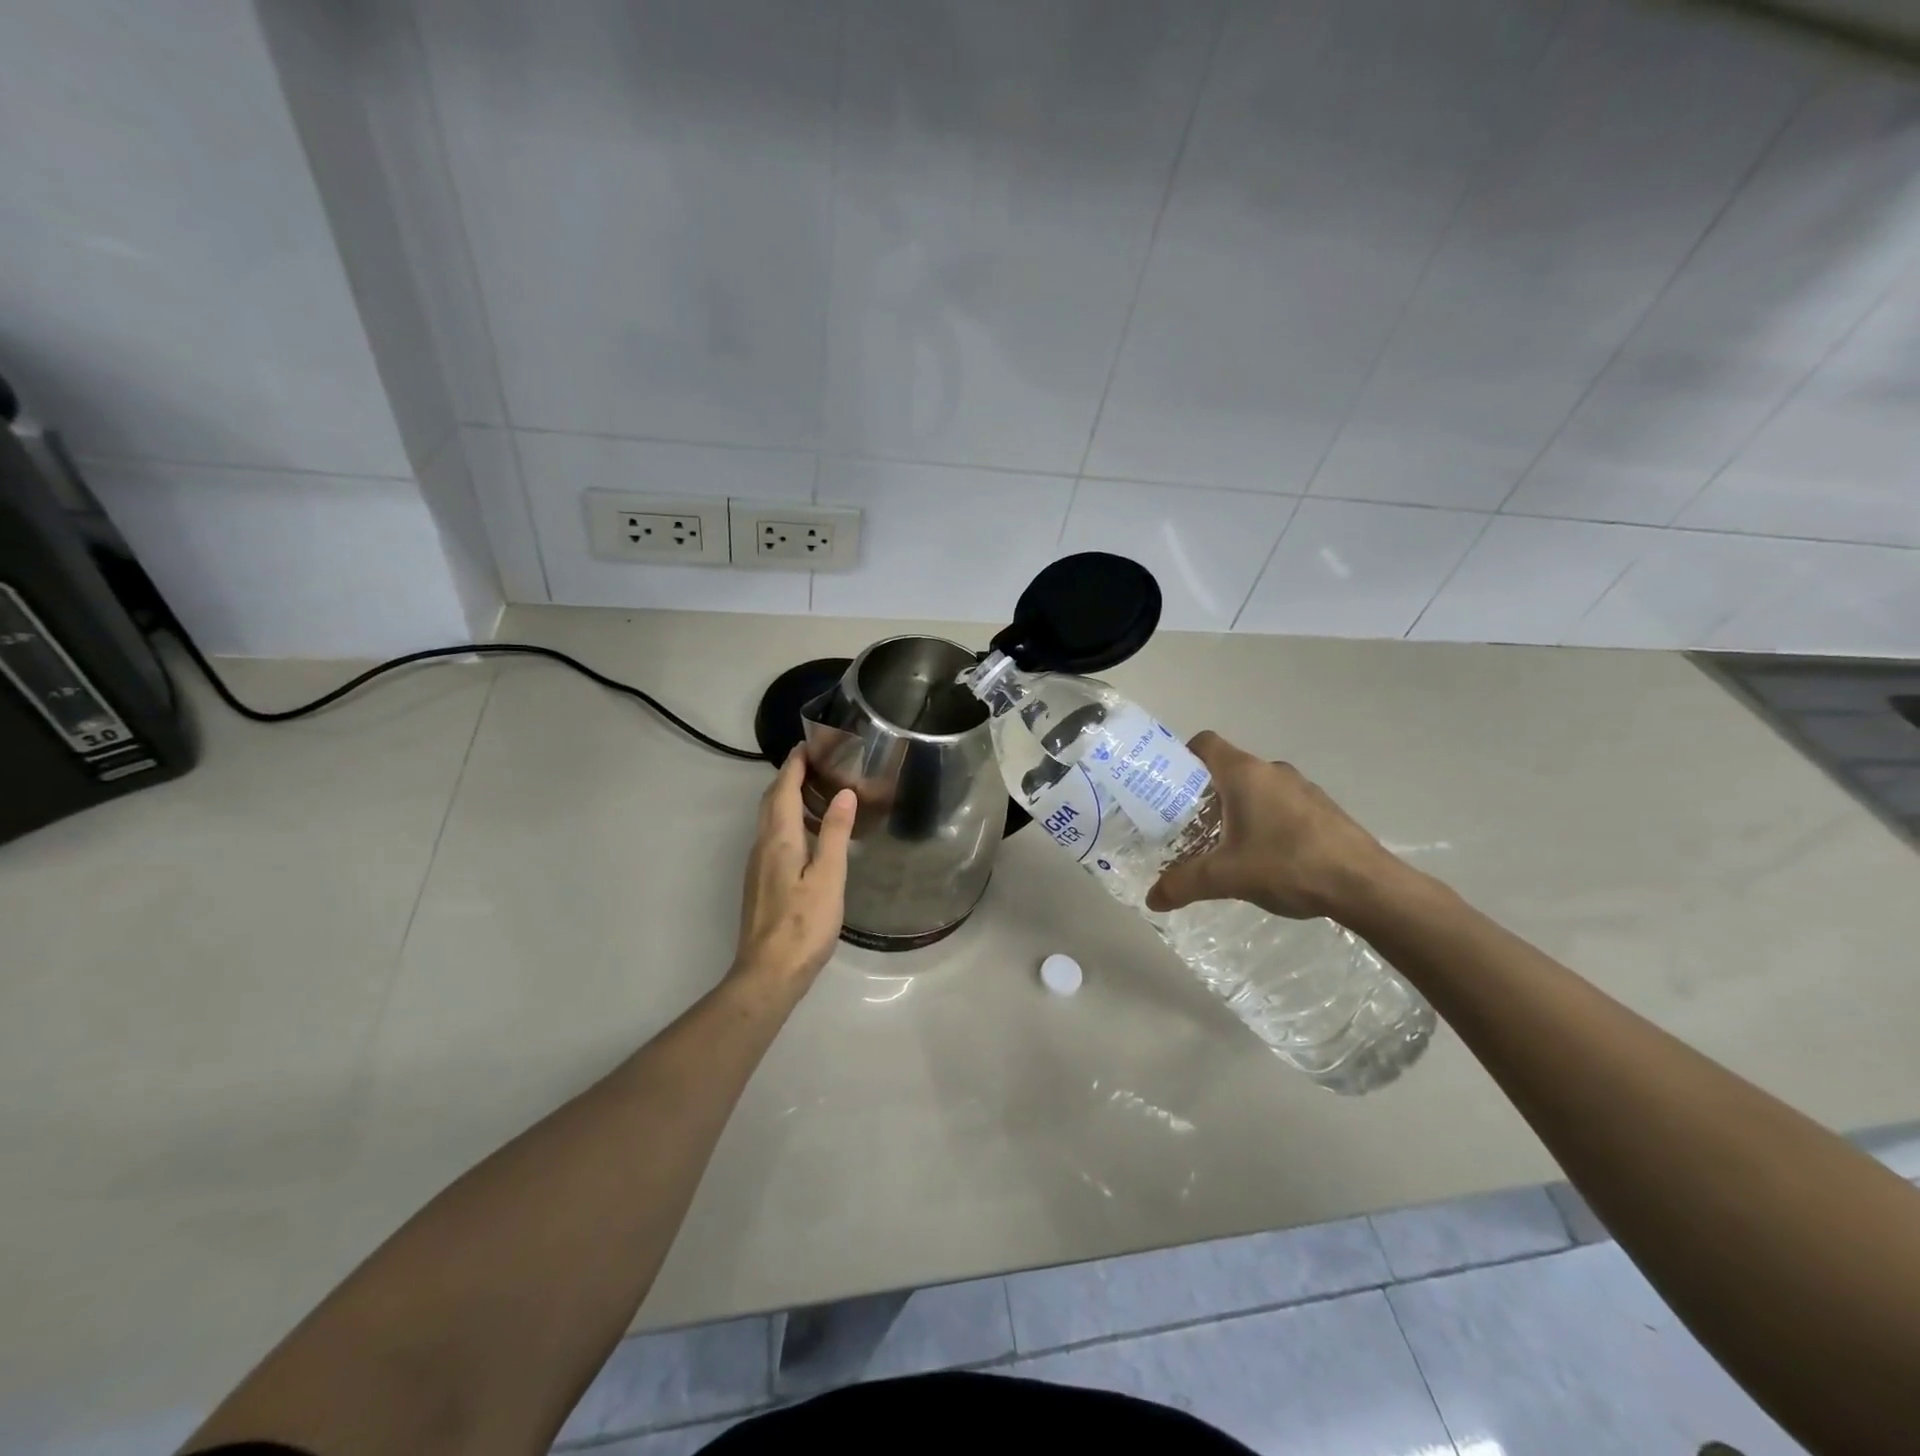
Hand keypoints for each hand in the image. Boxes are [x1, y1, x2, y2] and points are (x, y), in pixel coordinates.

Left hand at [731, 747, 855, 991]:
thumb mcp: (829, 877)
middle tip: (814, 762)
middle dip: (789, 777)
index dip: (795, 765)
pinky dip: (788, 821)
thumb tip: (843, 793)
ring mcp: (758, 865)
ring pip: (770, 820)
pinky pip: (772, 837)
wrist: (768, 972)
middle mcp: (763, 845)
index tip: (809, 744)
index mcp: (779, 839)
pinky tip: (808, 834)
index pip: (784, 789)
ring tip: (816, 791)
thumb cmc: (803, 924)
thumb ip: (835, 833)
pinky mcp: (761, 882)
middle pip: (772, 801)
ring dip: (787, 798)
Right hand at [1145, 731, 1394, 921]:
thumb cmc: (1288, 865)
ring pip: (1255, 788)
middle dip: (1204, 793)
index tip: (1168, 785)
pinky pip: (1280, 804)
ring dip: (1235, 808)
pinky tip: (1262, 855)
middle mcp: (1272, 771)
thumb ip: (1184, 884)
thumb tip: (1152, 898)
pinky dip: (1263, 820)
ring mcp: (1301, 788)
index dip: (1182, 756)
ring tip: (1221, 843)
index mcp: (1244, 773)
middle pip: (1228, 768)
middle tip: (1185, 823)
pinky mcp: (1321, 809)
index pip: (1205, 743)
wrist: (1365, 885)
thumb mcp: (1226, 877)